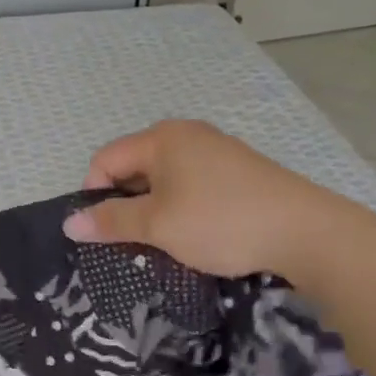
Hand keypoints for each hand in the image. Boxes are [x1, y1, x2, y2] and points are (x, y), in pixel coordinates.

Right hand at [63, 119, 374, 283]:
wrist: (305, 231)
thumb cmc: (220, 222)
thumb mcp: (158, 225)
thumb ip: (111, 222)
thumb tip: (69, 223)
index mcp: (161, 137)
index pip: (106, 159)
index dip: (94, 194)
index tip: (102, 232)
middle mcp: (186, 133)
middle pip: (135, 164)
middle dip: (125, 202)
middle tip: (130, 241)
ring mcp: (216, 149)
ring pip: (165, 176)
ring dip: (154, 207)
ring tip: (163, 241)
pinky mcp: (238, 169)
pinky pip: (192, 182)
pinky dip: (182, 205)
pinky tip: (196, 233)